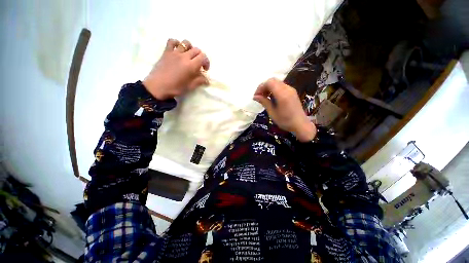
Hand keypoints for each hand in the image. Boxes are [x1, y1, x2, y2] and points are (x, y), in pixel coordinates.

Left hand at [143, 39, 209, 99]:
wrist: (157, 87)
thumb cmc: (175, 88)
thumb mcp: (190, 86)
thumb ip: (199, 81)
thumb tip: (207, 80)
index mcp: (191, 66)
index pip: (203, 57)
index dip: (206, 62)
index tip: (205, 69)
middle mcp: (184, 56)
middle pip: (196, 50)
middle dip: (200, 56)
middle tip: (198, 64)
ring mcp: (174, 52)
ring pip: (185, 43)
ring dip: (190, 48)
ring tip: (189, 56)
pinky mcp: (166, 52)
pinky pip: (172, 41)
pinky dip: (176, 43)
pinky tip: (178, 49)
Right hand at [253, 78, 315, 141]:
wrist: (300, 124)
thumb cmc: (285, 121)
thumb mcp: (272, 112)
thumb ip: (264, 102)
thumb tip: (255, 96)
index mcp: (282, 94)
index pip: (269, 82)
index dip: (261, 87)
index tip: (256, 96)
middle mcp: (287, 88)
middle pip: (273, 80)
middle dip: (264, 86)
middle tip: (260, 96)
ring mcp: (291, 89)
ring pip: (277, 82)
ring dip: (269, 87)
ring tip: (265, 97)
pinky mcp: (292, 92)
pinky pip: (281, 86)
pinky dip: (274, 89)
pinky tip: (272, 98)